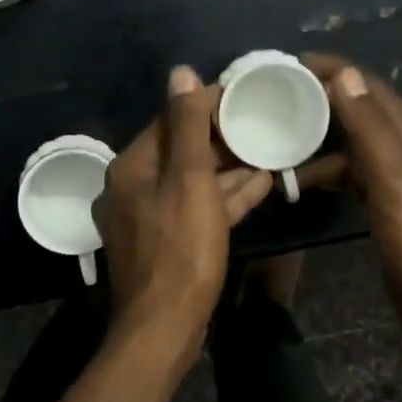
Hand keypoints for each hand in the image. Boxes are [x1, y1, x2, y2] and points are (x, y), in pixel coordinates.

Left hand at [93, 65, 273, 367]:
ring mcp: (149, 217)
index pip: (171, 120)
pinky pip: (197, 208)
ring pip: (193, 181)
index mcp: (131, 167)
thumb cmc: (180, 250)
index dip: (207, 105)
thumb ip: (186, 126)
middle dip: (222, 138)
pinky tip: (260, 184)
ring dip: (230, 168)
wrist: (164, 329)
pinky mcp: (167, 241)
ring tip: (270, 150)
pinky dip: (225, 197)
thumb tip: (180, 72)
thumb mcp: (189, 181)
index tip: (244, 95)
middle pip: (182, 150)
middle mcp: (133, 187)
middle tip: (263, 122)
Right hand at [297, 55, 401, 339]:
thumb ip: (369, 126)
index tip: (295, 62)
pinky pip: (353, 172)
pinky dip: (328, 169)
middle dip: (326, 95)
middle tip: (284, 92)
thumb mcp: (391, 176)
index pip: (370, 87)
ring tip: (285, 136)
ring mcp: (398, 177)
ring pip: (355, 143)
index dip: (336, 69)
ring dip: (323, 135)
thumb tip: (345, 73)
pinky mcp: (388, 203)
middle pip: (363, 109)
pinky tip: (304, 180)